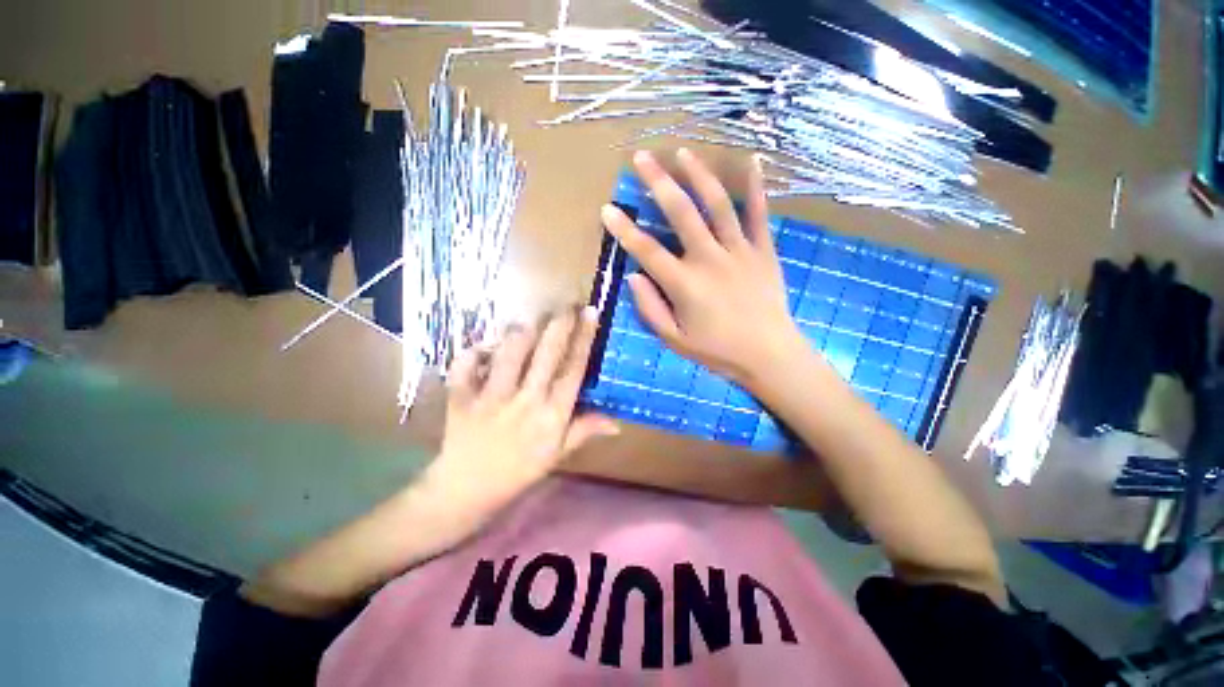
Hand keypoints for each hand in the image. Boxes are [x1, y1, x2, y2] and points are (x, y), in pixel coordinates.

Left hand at [424, 308, 619, 515]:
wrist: (467, 490)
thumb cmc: (519, 470)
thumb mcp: (557, 454)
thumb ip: (585, 430)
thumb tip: (617, 422)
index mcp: (552, 415)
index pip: (574, 369)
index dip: (584, 338)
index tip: (591, 313)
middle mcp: (525, 401)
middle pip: (546, 353)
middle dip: (559, 323)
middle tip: (567, 304)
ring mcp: (491, 397)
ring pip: (510, 351)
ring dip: (522, 331)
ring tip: (531, 321)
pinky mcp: (462, 397)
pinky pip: (465, 364)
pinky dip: (473, 350)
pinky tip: (484, 346)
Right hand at [601, 149, 803, 386]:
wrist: (768, 354)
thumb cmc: (717, 350)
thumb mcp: (675, 339)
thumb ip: (650, 308)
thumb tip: (634, 277)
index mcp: (684, 284)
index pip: (646, 250)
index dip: (624, 229)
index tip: (607, 208)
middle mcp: (709, 259)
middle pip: (681, 213)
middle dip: (658, 182)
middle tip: (642, 157)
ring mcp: (739, 250)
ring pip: (717, 205)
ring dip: (699, 175)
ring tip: (683, 152)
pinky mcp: (763, 250)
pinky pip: (759, 214)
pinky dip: (756, 187)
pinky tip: (752, 159)